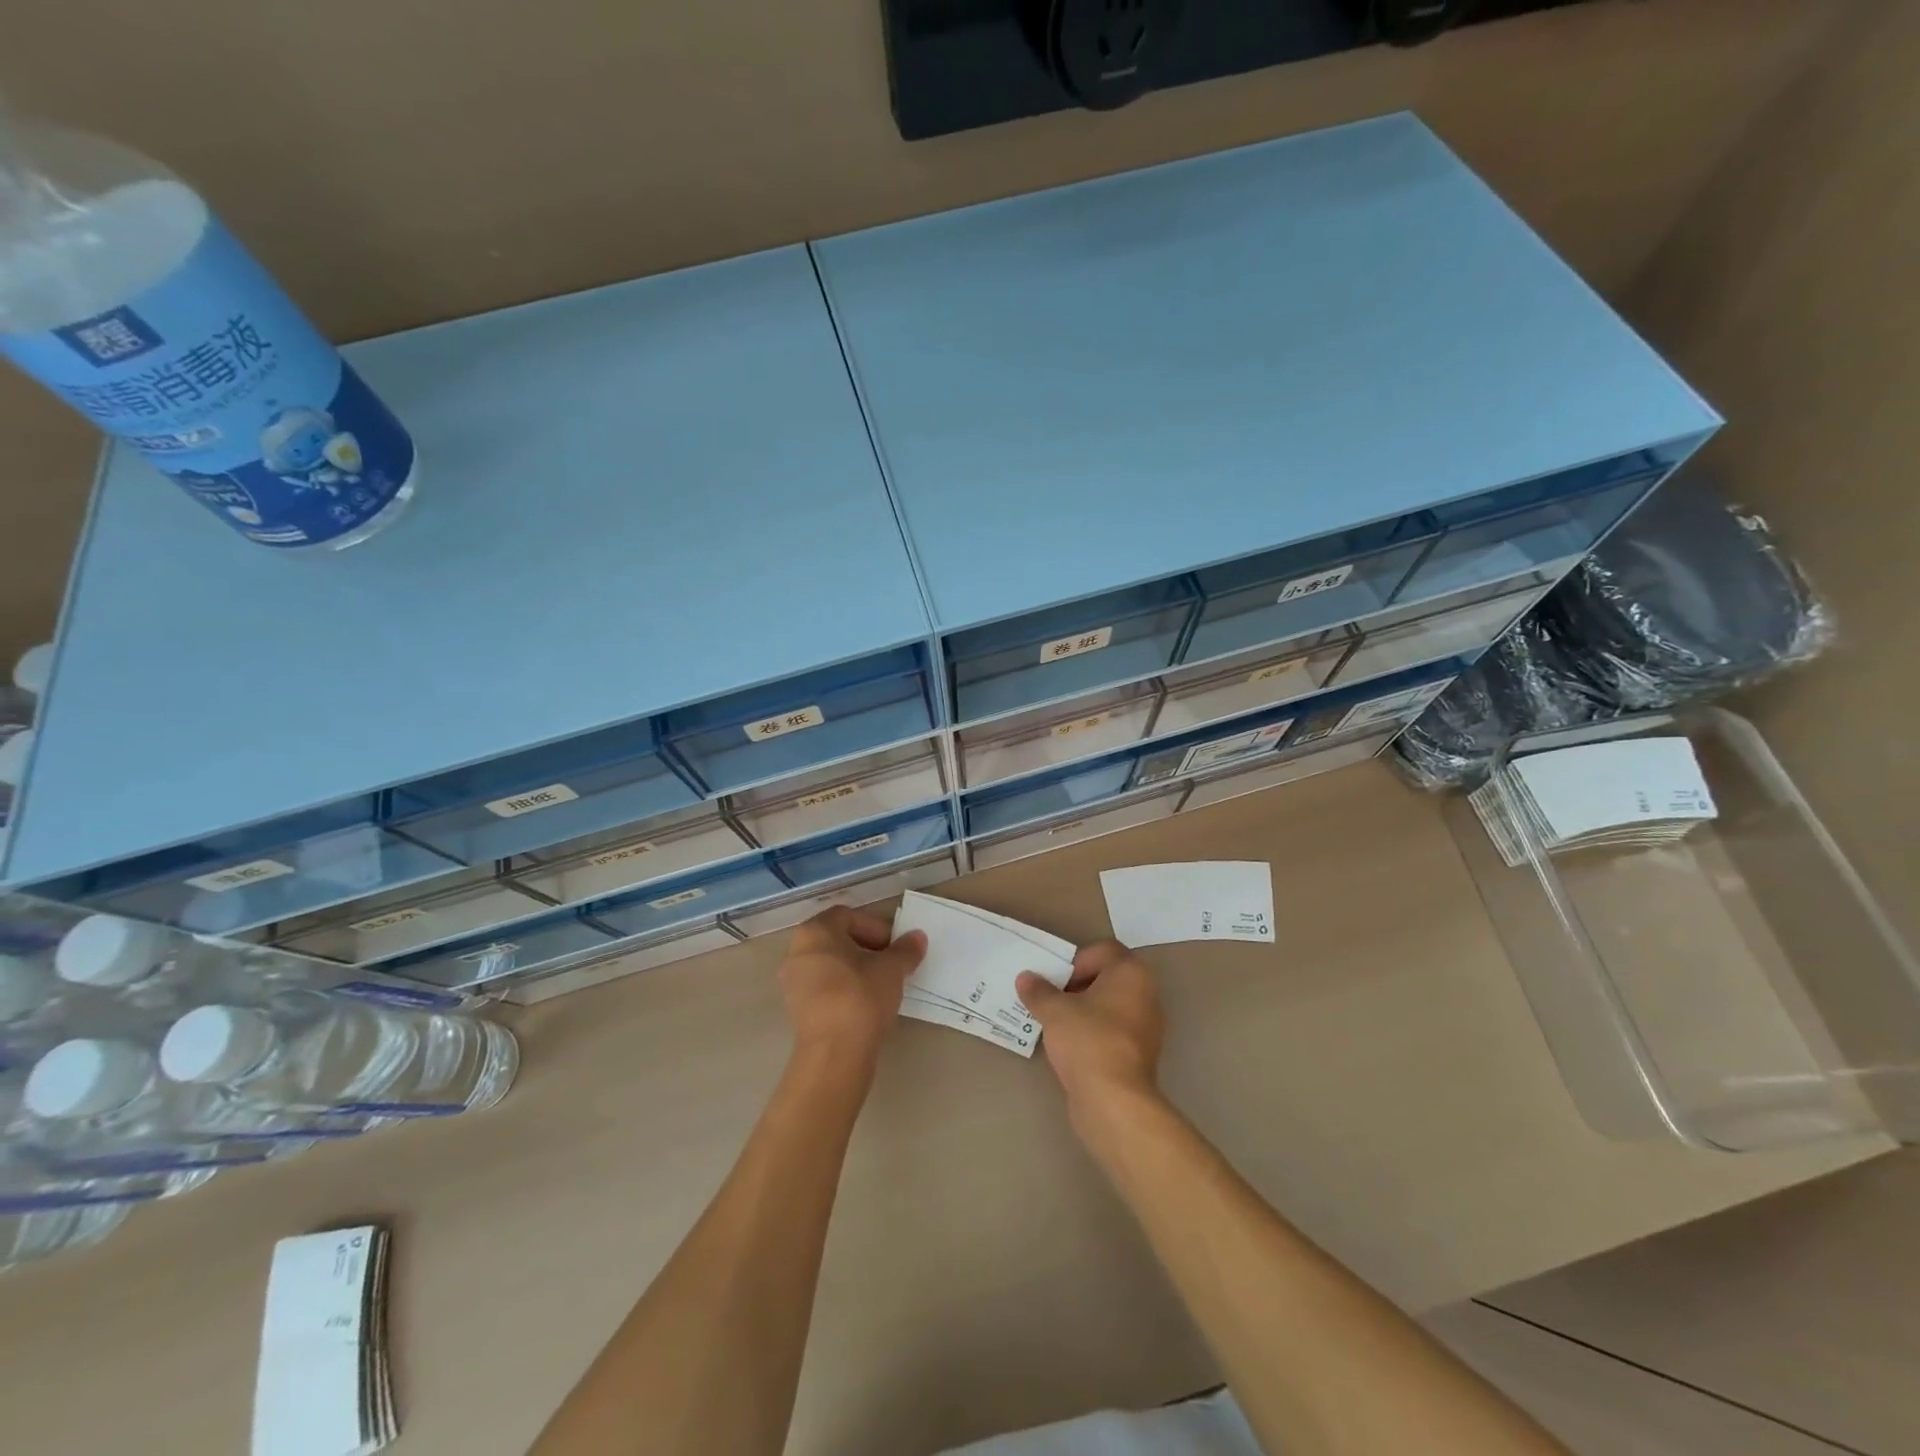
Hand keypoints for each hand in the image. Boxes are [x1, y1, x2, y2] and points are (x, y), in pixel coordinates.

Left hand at [779, 906, 926, 1067]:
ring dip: (856, 970)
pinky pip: (823, 988)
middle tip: (891, 963)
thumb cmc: (861, 996)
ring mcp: (792, 982)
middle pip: (837, 940)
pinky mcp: (796, 1010)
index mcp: (815, 931)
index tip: (895, 946)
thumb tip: (917, 937)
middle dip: (867, 948)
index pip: (848, 916)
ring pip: (830, 965)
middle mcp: (797, 951)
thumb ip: (905, 950)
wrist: (834, 1053)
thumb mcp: (892, 969)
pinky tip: (865, 1005)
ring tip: (881, 985)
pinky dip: (843, 989)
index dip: (876, 927)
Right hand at [1016, 940, 1165, 1117]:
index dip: (1076, 960)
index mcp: (1131, 973)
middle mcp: (1146, 994)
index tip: (1056, 980)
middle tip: (1051, 998)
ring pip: (1110, 1006)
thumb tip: (1026, 978)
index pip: (1103, 950)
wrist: (1114, 1100)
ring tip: (1056, 1023)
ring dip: (1084, 1010)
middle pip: (1107, 977)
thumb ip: (1039, 990)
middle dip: (1077, 985)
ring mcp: (1146, 1027)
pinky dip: (1093, 1033)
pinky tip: (1070, 1047)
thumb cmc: (1087, 1040)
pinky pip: (1112, 1031)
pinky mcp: (1140, 1055)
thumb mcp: (1054, 1010)